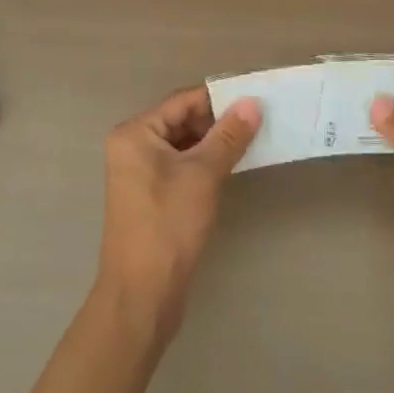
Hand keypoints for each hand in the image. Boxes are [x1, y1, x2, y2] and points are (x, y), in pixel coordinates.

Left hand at [95, 88, 260, 342]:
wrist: (141, 295)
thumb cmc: (168, 226)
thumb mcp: (203, 175)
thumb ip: (229, 136)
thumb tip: (253, 103)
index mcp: (135, 133)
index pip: (183, 101)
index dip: (219, 97)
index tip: (255, 96)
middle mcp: (133, 146)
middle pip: (182, 120)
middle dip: (219, 120)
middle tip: (260, 119)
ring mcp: (140, 173)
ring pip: (184, 145)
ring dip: (215, 143)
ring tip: (254, 139)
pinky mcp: (151, 196)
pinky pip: (182, 166)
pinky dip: (205, 163)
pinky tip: (233, 166)